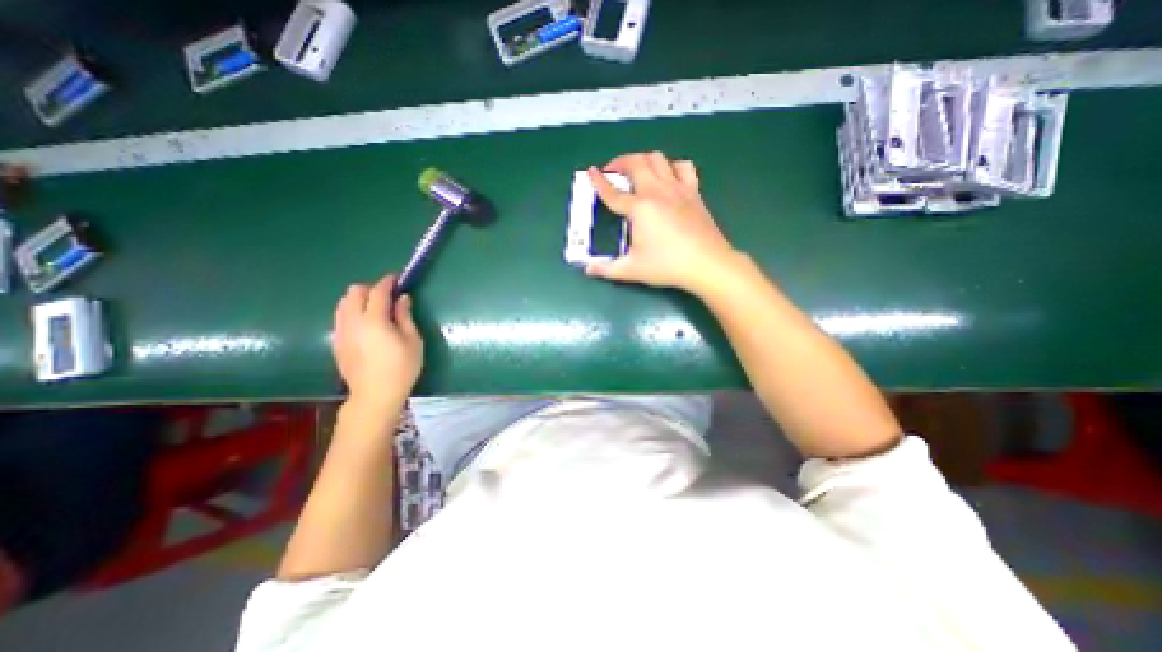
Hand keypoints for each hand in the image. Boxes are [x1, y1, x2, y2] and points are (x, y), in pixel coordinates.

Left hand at [335, 273, 425, 411]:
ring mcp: (341, 332)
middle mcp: (353, 322)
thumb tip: (402, 299)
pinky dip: (352, 312)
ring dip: (359, 299)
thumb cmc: (401, 368)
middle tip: (387, 297)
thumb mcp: (413, 341)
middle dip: (370, 288)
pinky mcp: (337, 342)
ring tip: (376, 310)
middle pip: (354, 292)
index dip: (387, 282)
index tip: (397, 279)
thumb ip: (405, 316)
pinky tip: (366, 325)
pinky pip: (341, 317)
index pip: (377, 291)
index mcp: (374, 320)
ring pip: (343, 303)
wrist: (375, 395)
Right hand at [585, 149, 738, 293]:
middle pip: (636, 163)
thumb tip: (588, 270)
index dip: (599, 182)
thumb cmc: (667, 266)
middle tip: (612, 171)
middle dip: (620, 162)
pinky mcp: (694, 192)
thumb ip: (607, 269)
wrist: (707, 263)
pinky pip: (683, 167)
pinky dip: (671, 166)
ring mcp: (677, 189)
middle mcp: (657, 191)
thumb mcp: (632, 270)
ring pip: (658, 159)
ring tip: (637, 170)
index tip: (591, 171)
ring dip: (643, 159)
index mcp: (639, 208)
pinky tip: (668, 175)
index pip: (613, 192)